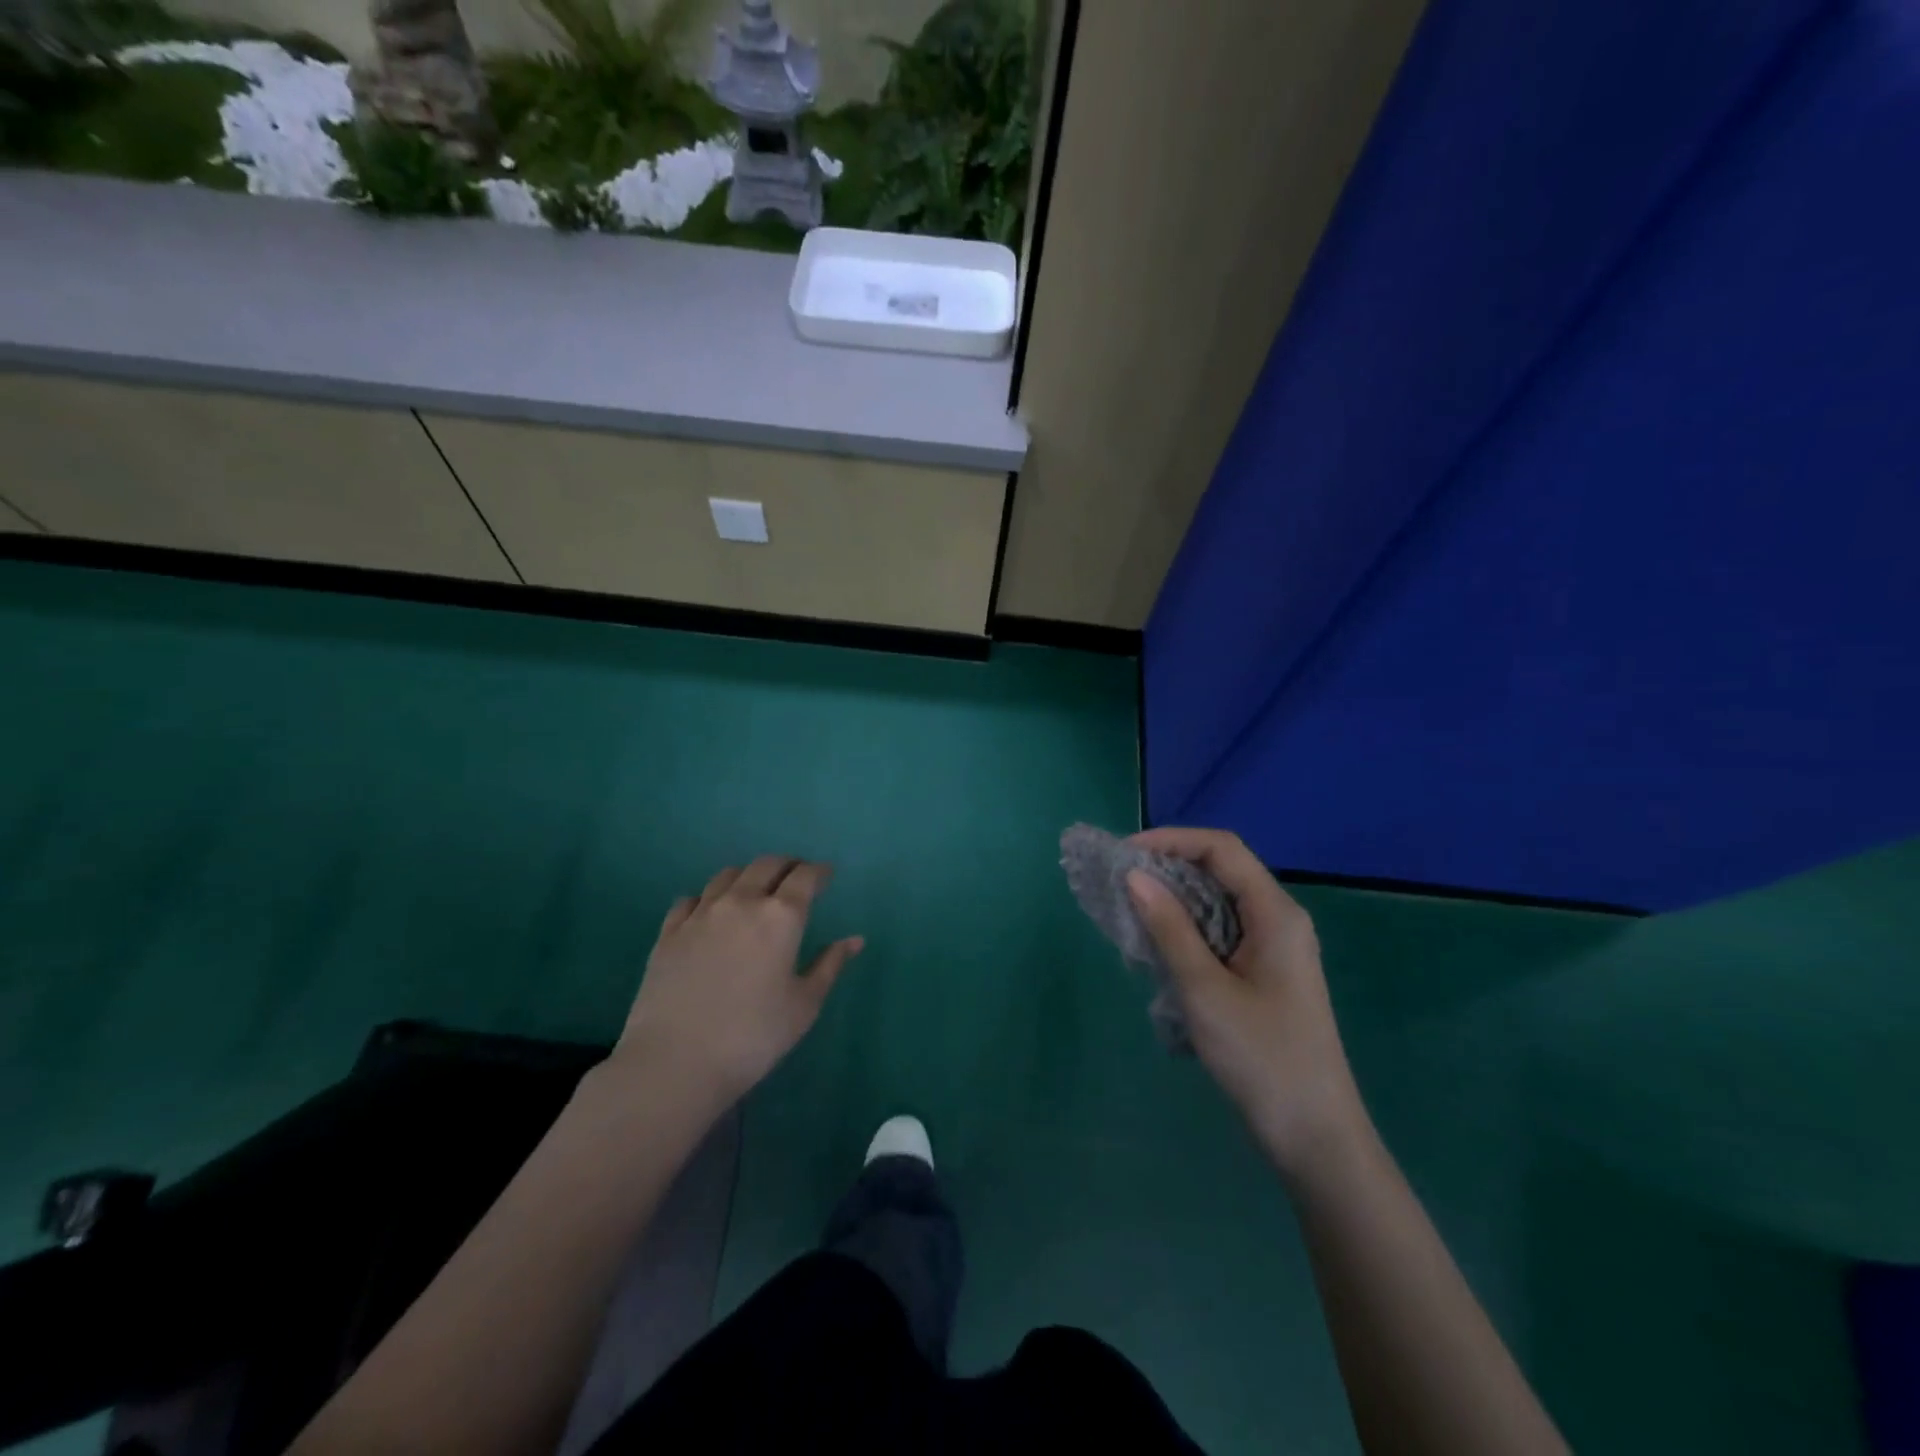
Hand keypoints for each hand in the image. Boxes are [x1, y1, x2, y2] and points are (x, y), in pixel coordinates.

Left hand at [616, 856, 863, 1109]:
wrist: (675, 1063)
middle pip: (766, 865)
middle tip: (796, 876)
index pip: (805, 876)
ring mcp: (700, 914)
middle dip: (787, 865)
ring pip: (728, 874)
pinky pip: (692, 898)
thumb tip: (854, 940)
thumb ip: (830, 965)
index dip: (819, 871)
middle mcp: (741, 902)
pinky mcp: (669, 932)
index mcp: (781, 916)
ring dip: (749, 875)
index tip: (826, 875)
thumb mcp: (804, 1005)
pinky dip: (709, 897)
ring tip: (756, 889)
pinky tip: (711, 912)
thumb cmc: (753, 1037)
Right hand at [1126, 828, 1365, 1177]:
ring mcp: (1274, 948)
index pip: (1221, 849)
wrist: (1315, 1137)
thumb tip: (1135, 877)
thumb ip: (1169, 928)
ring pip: (1218, 903)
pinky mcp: (1265, 974)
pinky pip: (1221, 933)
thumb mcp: (1205, 990)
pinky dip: (1187, 929)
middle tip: (1120, 882)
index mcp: (1276, 913)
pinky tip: (1158, 947)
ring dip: (1175, 901)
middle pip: (1221, 871)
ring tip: (1130, 911)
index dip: (1171, 840)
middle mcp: (1279, 920)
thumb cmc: (1262, 1057)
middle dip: (1169, 868)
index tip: (1125, 854)